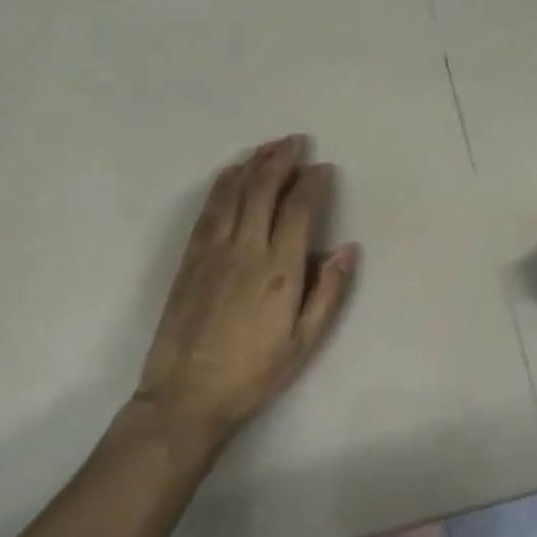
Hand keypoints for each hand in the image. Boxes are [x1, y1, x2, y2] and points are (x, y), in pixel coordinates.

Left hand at [132, 136, 358, 442]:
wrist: (187, 395)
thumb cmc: (254, 372)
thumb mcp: (304, 341)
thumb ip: (329, 291)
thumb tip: (349, 248)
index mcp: (279, 268)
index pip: (299, 209)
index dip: (312, 183)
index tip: (322, 168)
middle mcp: (246, 248)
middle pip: (263, 189)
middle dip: (281, 160)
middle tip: (295, 141)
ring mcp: (213, 249)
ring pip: (234, 192)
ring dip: (253, 163)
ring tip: (269, 147)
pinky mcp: (190, 257)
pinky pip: (209, 208)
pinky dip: (223, 184)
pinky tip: (232, 173)